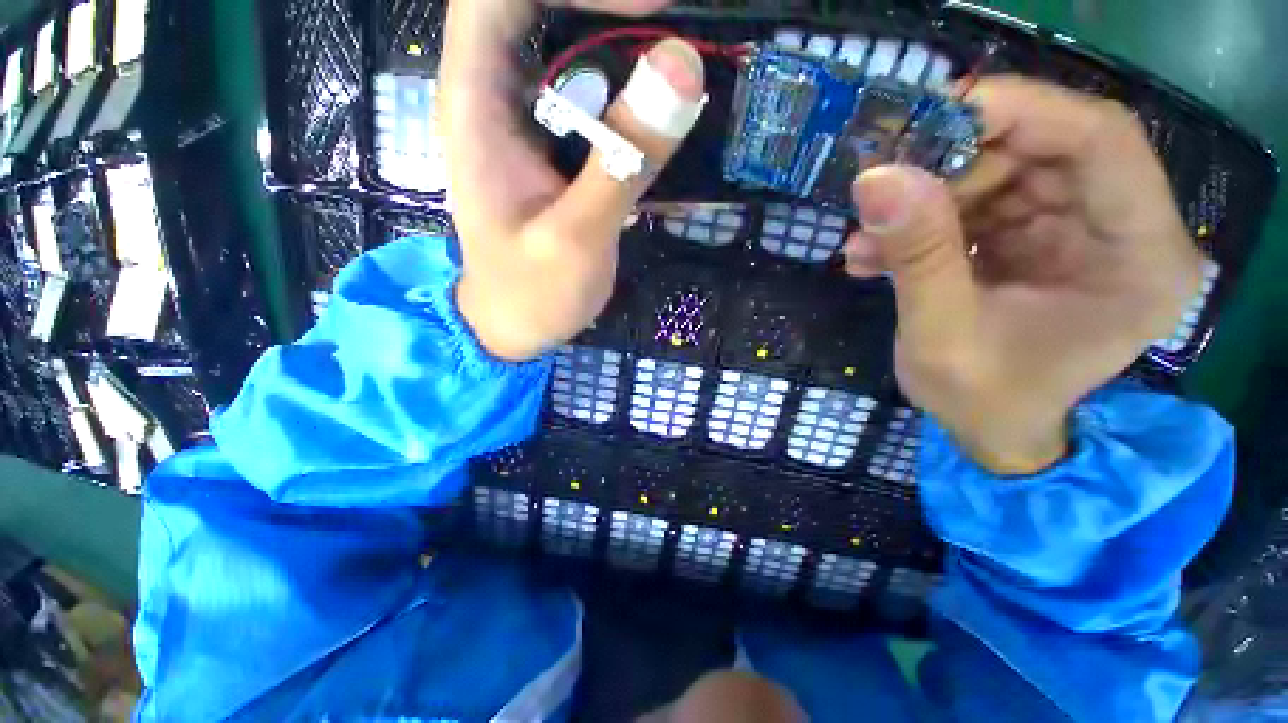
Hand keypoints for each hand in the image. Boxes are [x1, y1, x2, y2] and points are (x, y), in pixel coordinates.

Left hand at [441, 1, 705, 360]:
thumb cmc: (532, 293)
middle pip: (537, 6)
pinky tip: (658, 117)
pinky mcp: (551, 146)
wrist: (516, 325)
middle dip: (605, 10)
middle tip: (672, 33)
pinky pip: (587, 91)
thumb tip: (682, 65)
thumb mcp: (577, 237)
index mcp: (475, 103)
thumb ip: (624, 160)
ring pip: (566, 41)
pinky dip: (625, 90)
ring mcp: (524, 120)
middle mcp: (492, 94)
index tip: (652, 10)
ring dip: (622, 43)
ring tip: (676, 78)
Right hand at [842, 76, 1203, 473]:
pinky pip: (980, 205)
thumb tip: (874, 178)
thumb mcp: (941, 335)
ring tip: (867, 241)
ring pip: (1004, 174)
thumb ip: (918, 255)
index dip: (1020, 110)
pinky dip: (924, 222)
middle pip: (1046, 150)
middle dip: (955, 163)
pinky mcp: (1037, 239)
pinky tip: (875, 254)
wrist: (988, 429)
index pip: (1101, 141)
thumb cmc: (982, 401)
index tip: (933, 114)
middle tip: (881, 186)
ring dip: (926, 199)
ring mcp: (1078, 232)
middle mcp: (1123, 232)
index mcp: (1140, 259)